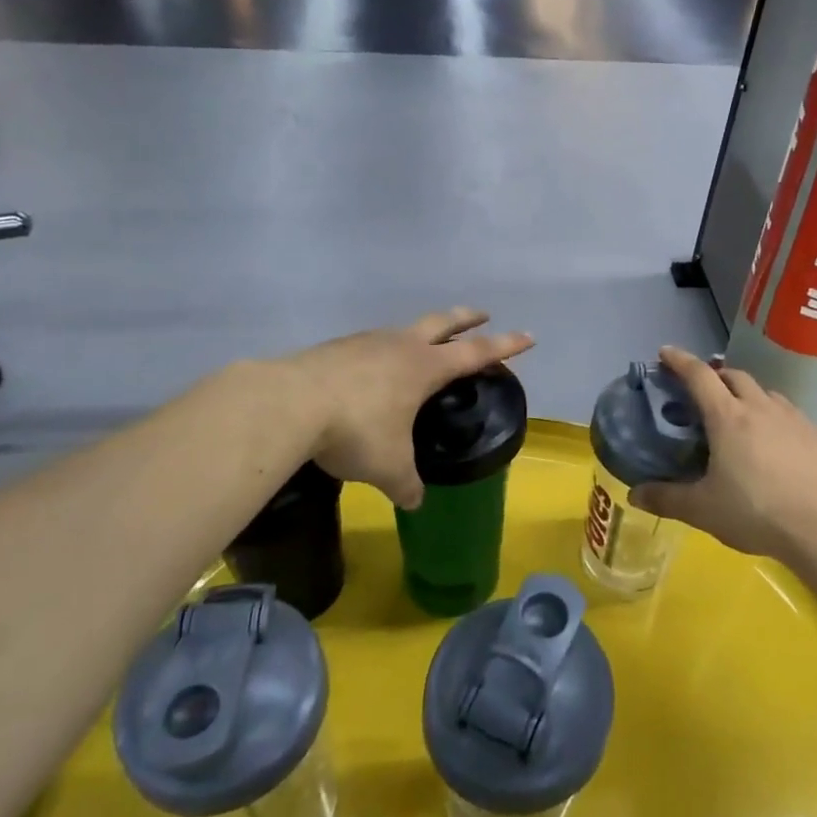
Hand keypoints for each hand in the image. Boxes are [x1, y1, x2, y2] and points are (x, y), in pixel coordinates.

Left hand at [289, 308, 532, 506]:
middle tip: (482, 314)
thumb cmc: (355, 430)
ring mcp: (366, 342)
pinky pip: (370, 346)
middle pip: (443, 322)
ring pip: (404, 330)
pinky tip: (371, 373)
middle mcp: (401, 346)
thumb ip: (407, 485)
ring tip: (421, 348)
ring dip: (420, 334)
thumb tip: (415, 502)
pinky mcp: (336, 349)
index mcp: (425, 367)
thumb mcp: (389, 467)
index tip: (528, 336)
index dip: (505, 346)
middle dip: (466, 318)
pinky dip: (382, 353)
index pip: (476, 352)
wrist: (288, 404)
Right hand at [630, 346, 816, 561]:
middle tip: (700, 391)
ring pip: (761, 390)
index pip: (698, 375)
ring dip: (743, 392)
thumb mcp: (702, 510)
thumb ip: (666, 499)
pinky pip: (784, 408)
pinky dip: (768, 410)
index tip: (665, 353)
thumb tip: (634, 494)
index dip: (679, 360)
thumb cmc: (756, 512)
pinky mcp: (813, 432)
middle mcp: (758, 406)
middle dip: (713, 375)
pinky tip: (770, 435)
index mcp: (727, 417)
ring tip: (736, 412)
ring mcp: (790, 416)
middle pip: (732, 375)